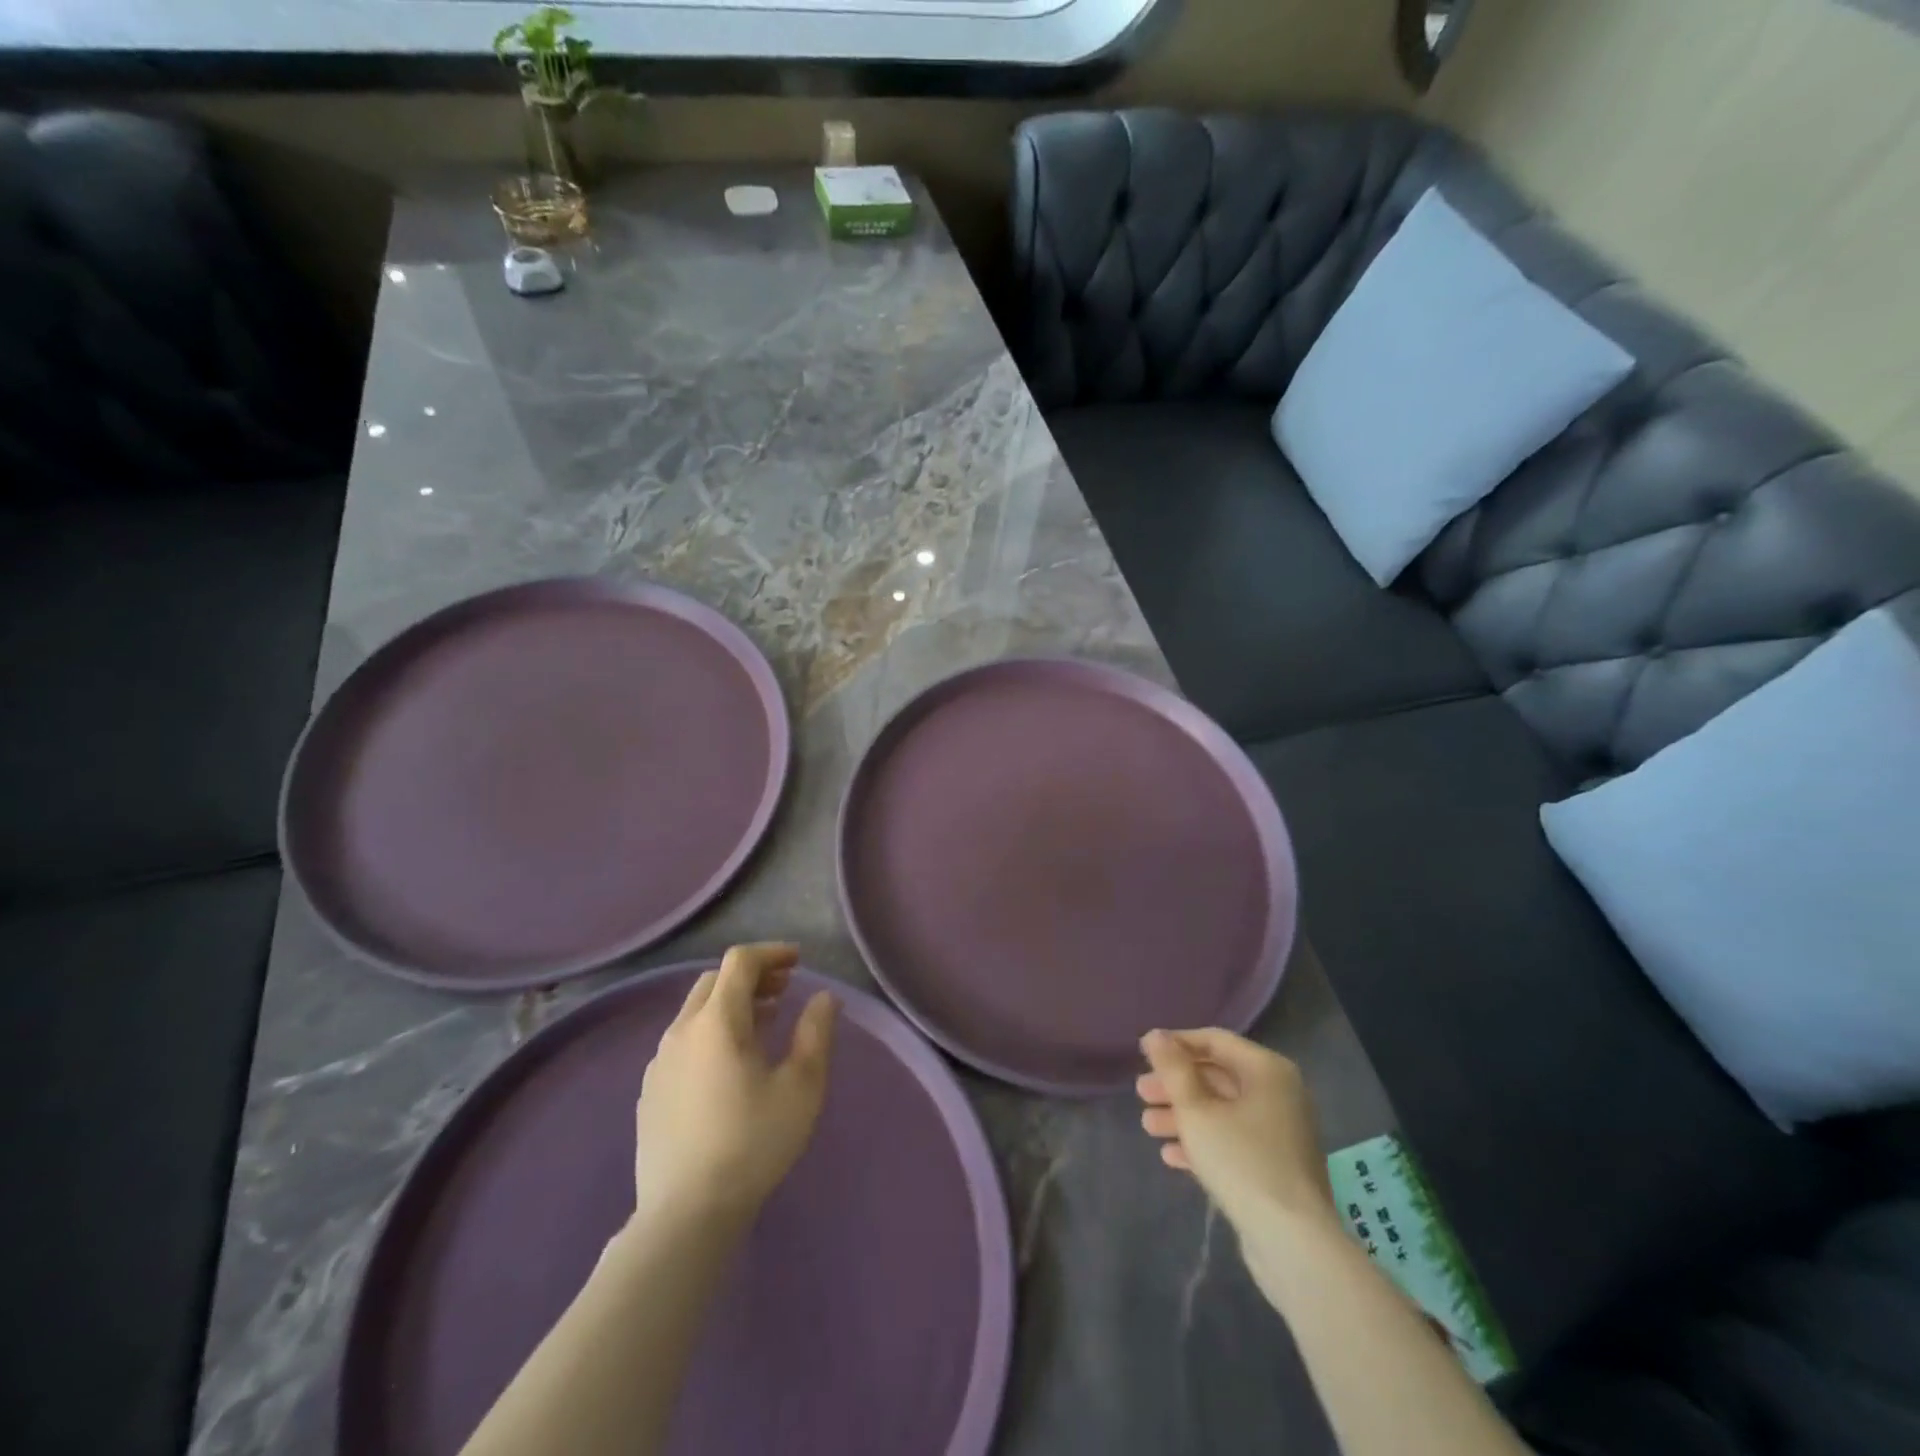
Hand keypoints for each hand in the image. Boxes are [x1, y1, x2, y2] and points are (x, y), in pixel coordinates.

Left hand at [633, 943, 837, 1230]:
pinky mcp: (650, 1091)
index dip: (771, 953)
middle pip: (715, 981)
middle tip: (784, 990)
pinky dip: (711, 1032)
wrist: (686, 1215)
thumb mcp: (801, 1086)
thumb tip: (824, 998)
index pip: (740, 962)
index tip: (798, 962)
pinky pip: (683, 1042)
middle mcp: (681, 1031)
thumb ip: (816, 1033)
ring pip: (696, 1012)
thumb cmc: (753, 1142)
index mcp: (717, 1021)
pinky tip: (729, 1065)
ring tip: (764, 1023)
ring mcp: (659, 1062)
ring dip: (731, 1004)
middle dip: (752, 976)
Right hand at [1137, 1028, 1337, 1240]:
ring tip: (1148, 1126)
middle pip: (1217, 1076)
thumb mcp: (1197, 1110)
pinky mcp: (1276, 1167)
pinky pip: (1233, 1141)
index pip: (1215, 1040)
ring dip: (1183, 1115)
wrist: (1293, 1243)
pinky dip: (1203, 1142)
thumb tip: (1154, 1035)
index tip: (1143, 1054)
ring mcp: (1280, 1133)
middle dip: (1176, 1085)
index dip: (1177, 1044)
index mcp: (1267, 1070)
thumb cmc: (1242, 1161)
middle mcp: (1279, 1094)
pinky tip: (1171, 1155)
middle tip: (1141, 1093)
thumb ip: (1173, 1069)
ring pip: (1222, 1111)